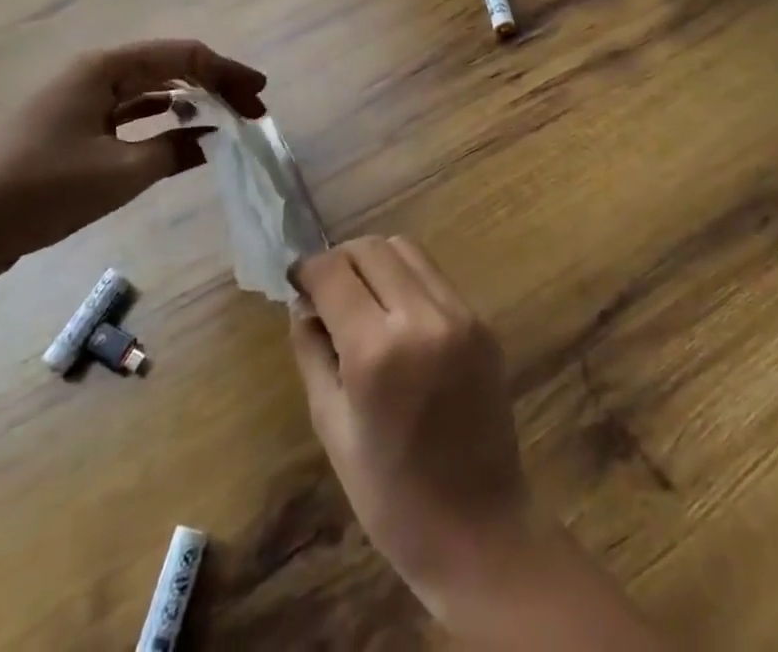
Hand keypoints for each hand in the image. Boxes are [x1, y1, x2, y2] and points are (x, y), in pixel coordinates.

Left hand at [0, 40, 265, 292]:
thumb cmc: (39, 193)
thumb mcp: (119, 175)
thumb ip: (175, 150)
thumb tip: (214, 138)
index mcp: (105, 69)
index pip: (184, 57)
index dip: (228, 72)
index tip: (260, 95)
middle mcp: (95, 74)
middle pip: (170, 68)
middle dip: (215, 85)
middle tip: (251, 110)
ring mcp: (80, 100)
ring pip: (151, 89)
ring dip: (191, 102)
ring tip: (227, 120)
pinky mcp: (72, 128)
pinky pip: (130, 113)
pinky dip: (162, 120)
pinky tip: (184, 134)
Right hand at [290, 237, 533, 617]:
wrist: (479, 530)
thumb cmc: (391, 496)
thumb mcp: (332, 427)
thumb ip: (313, 352)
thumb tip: (303, 303)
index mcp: (377, 351)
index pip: (334, 272)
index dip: (307, 269)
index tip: (295, 281)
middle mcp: (422, 317)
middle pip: (372, 248)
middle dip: (340, 259)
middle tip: (325, 290)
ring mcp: (460, 315)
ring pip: (406, 249)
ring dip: (375, 261)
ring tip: (361, 297)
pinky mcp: (482, 321)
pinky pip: (434, 277)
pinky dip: (407, 279)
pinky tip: (397, 315)